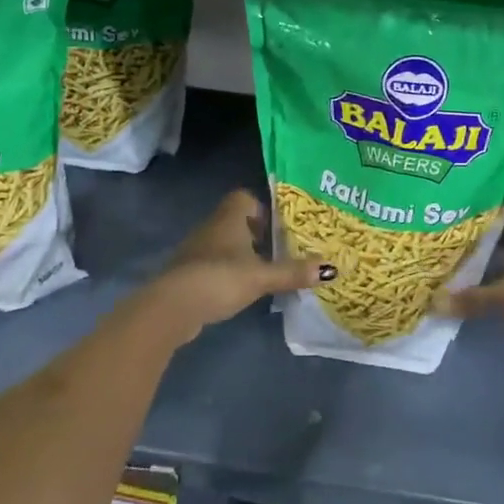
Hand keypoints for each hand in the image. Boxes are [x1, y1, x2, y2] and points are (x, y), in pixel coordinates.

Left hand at [144, 189, 331, 344]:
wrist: (173, 306)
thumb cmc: (219, 278)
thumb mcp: (261, 276)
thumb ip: (293, 272)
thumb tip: (330, 268)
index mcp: (229, 218)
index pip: (244, 197)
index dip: (261, 208)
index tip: (278, 227)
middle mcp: (212, 227)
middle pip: (236, 221)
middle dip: (256, 234)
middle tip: (279, 250)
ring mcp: (197, 250)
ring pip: (224, 243)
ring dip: (241, 255)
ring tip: (264, 272)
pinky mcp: (188, 274)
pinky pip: (213, 264)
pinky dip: (227, 273)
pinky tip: (240, 290)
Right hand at [436, 226, 503, 362]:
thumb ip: (473, 298)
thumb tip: (434, 303)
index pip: (495, 228)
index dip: (475, 233)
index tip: (450, 238)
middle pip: (501, 259)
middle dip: (480, 268)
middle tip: (448, 273)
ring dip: (495, 295)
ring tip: (461, 298)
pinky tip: (491, 323)